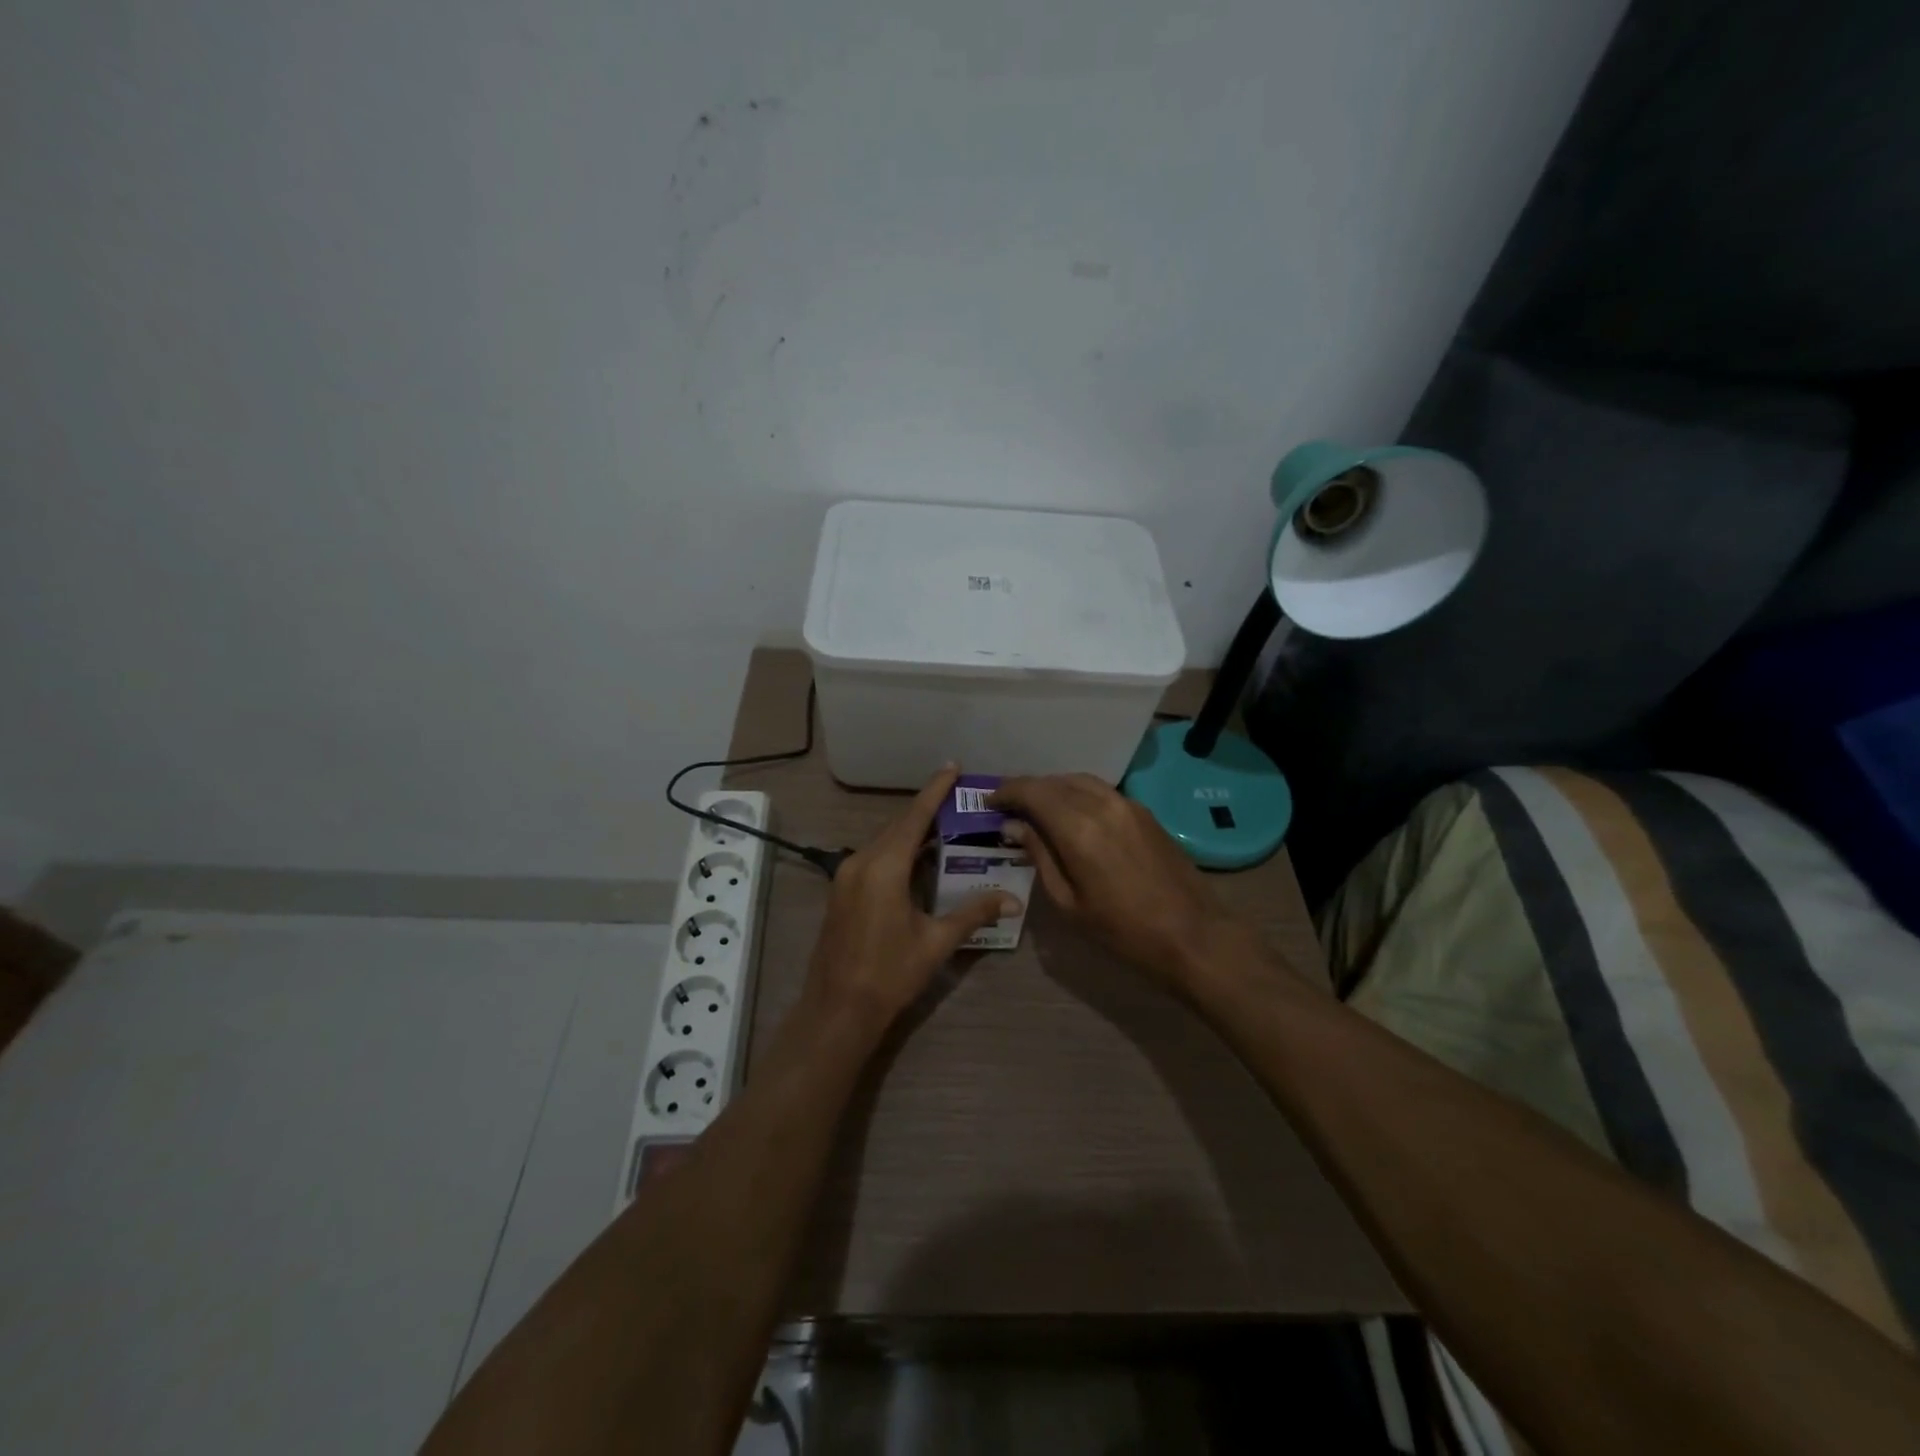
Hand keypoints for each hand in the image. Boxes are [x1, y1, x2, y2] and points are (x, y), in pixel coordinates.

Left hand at [803, 765, 1020, 1033]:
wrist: (837, 1010)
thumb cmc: (889, 974)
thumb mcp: (936, 942)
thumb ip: (973, 913)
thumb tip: (1013, 899)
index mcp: (884, 867)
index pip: (914, 818)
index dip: (935, 791)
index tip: (952, 766)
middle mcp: (861, 862)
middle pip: (898, 826)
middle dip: (927, 811)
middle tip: (959, 801)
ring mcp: (846, 876)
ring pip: (885, 842)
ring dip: (913, 833)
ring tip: (946, 828)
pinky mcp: (841, 892)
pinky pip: (874, 858)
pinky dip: (898, 852)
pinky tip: (919, 861)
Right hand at [989, 774, 1261, 995]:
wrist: (1194, 935)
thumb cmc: (1124, 930)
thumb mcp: (1069, 902)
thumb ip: (1039, 856)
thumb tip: (1015, 826)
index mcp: (1078, 828)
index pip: (1033, 792)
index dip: (1007, 792)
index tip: (989, 802)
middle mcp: (1102, 804)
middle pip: (1054, 781)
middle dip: (1027, 789)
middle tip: (1007, 806)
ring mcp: (1127, 804)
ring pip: (1079, 781)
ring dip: (1053, 788)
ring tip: (1035, 807)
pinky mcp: (1144, 811)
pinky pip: (1100, 790)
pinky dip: (1077, 793)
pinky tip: (1070, 813)